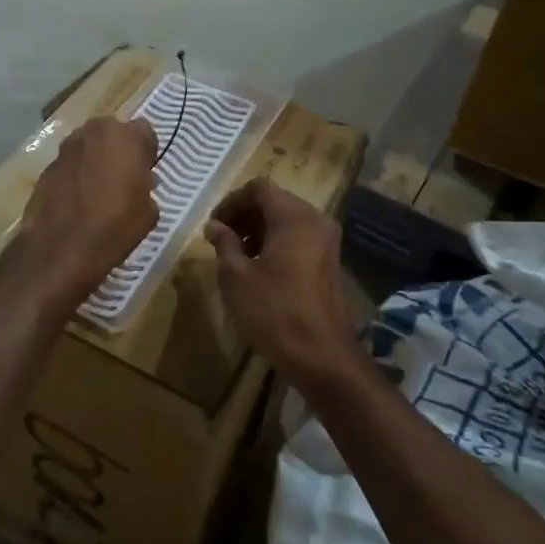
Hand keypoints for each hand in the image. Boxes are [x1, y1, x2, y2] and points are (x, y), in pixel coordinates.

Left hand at [10, 116, 158, 310]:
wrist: (62, 248)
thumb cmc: (115, 226)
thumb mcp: (149, 211)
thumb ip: (146, 187)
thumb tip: (139, 183)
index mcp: (126, 137)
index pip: (145, 132)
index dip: (146, 152)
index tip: (145, 173)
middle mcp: (94, 132)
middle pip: (112, 133)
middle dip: (118, 150)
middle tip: (122, 178)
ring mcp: (66, 148)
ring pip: (88, 146)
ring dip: (95, 160)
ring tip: (98, 190)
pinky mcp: (46, 166)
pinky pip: (70, 165)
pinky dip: (75, 175)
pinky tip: (77, 200)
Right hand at [206, 179, 359, 385]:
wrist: (321, 355)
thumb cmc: (274, 311)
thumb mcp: (237, 277)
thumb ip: (224, 244)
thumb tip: (215, 226)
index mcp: (294, 217)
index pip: (259, 188)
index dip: (232, 201)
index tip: (214, 225)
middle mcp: (315, 220)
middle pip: (275, 201)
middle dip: (245, 215)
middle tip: (222, 239)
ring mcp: (327, 241)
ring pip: (287, 219)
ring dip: (259, 229)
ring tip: (236, 255)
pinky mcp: (329, 260)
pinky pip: (299, 237)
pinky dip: (277, 242)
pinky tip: (258, 267)